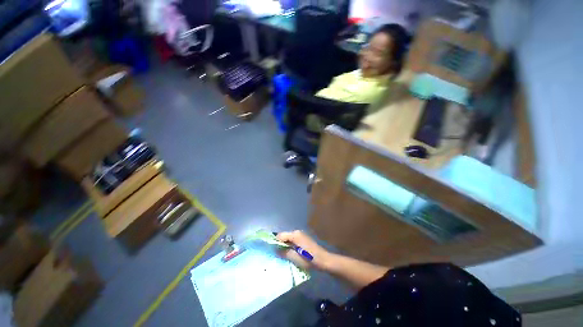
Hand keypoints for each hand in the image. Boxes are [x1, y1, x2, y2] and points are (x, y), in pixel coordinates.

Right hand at [276, 230, 332, 270]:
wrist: (323, 260)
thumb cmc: (309, 259)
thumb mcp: (295, 258)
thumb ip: (284, 253)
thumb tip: (275, 250)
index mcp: (295, 235)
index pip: (280, 235)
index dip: (275, 242)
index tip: (272, 251)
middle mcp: (297, 232)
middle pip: (284, 236)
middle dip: (280, 244)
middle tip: (277, 254)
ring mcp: (301, 235)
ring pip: (288, 239)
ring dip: (285, 246)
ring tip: (282, 255)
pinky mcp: (303, 239)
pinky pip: (293, 240)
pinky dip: (290, 246)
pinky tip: (290, 253)